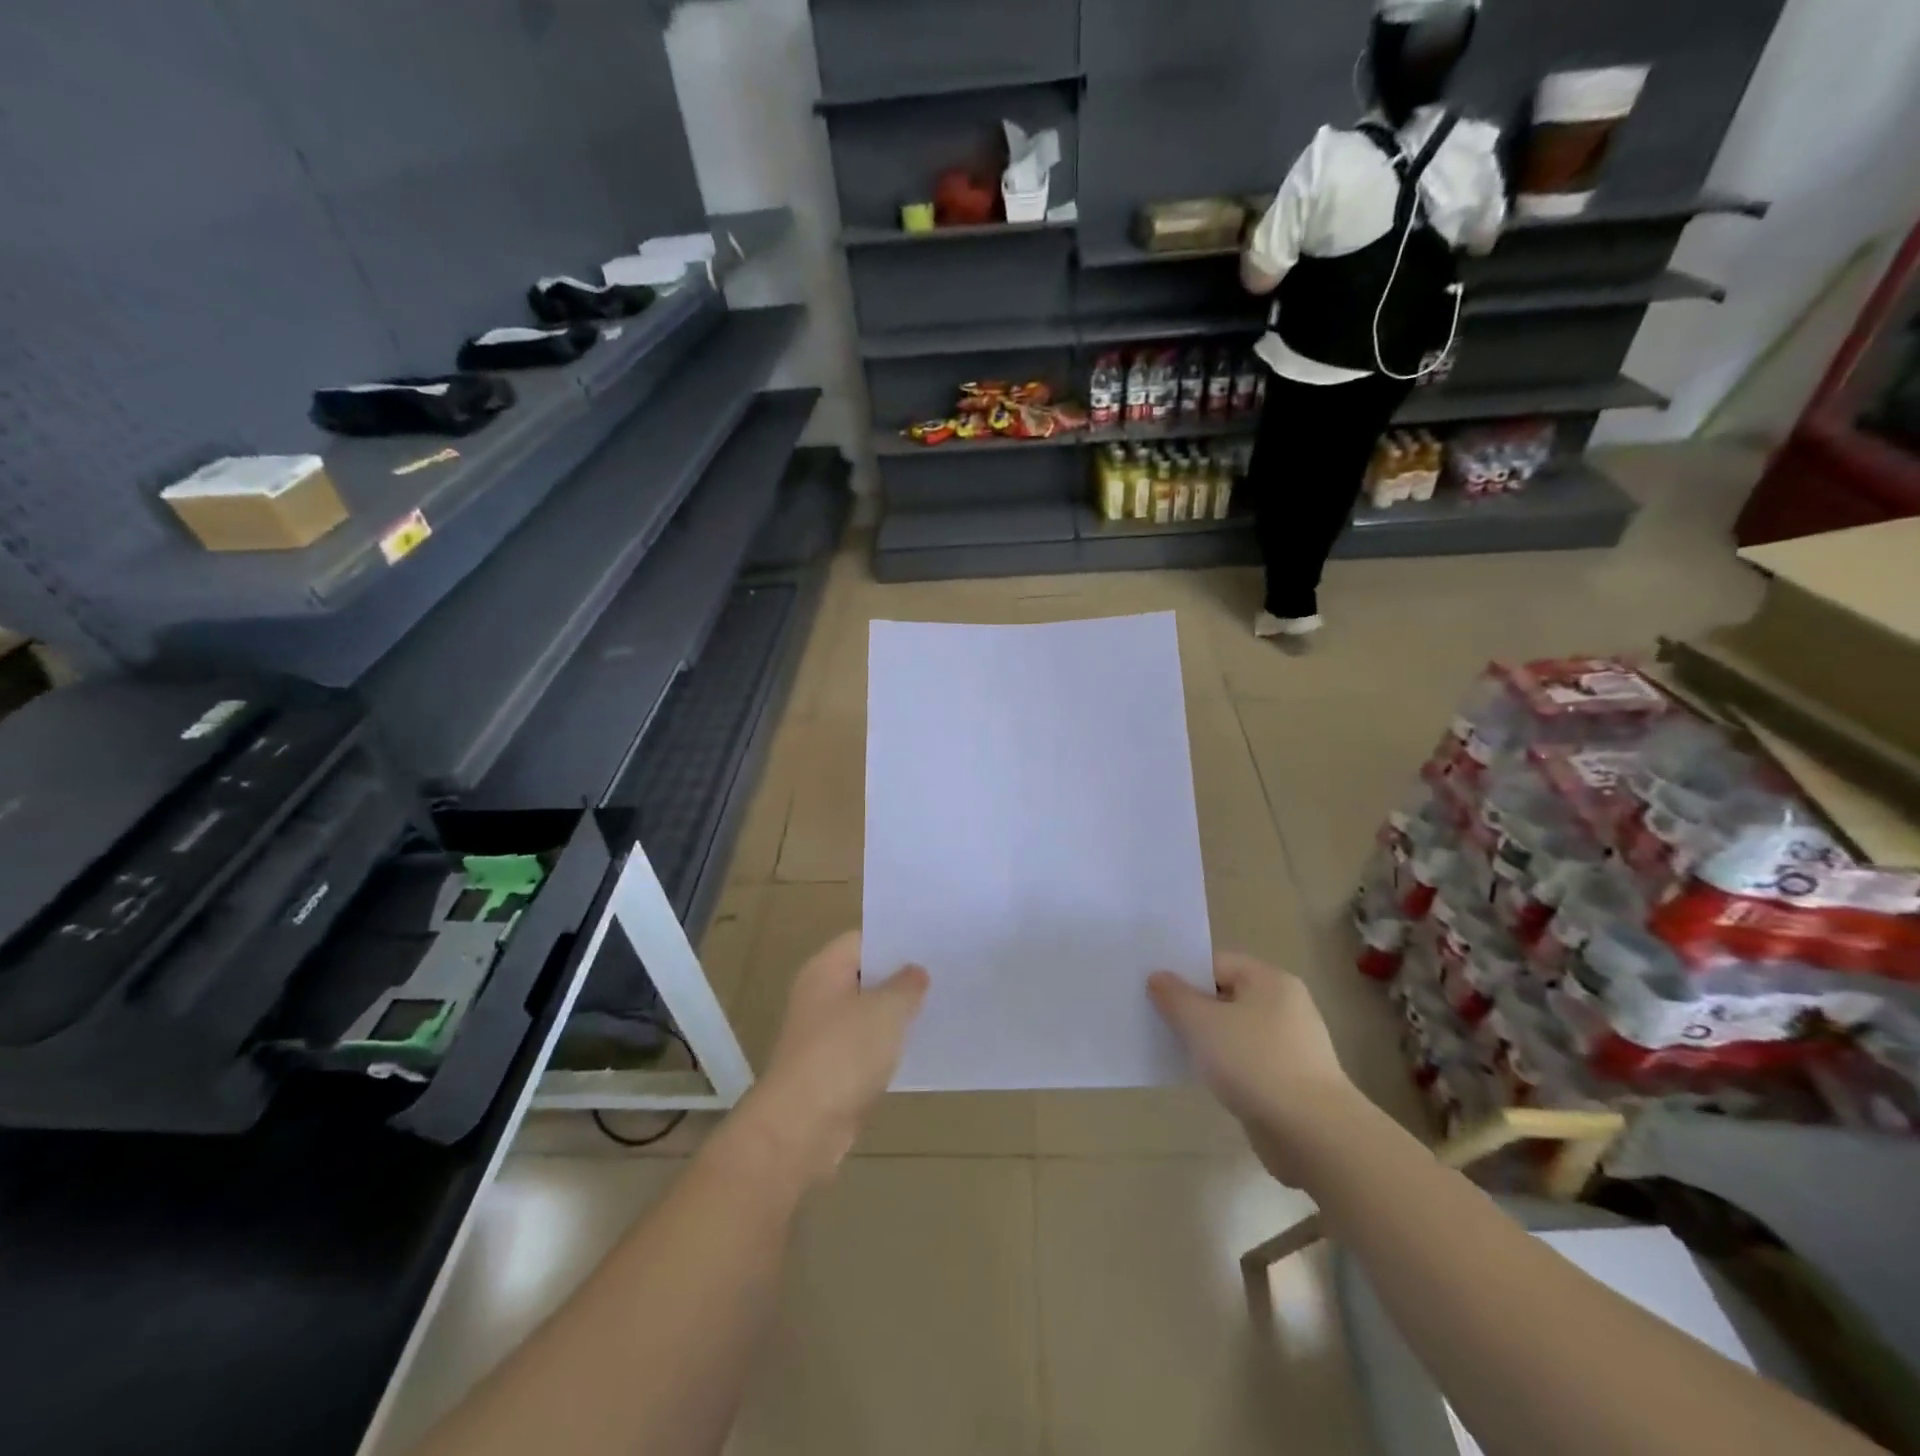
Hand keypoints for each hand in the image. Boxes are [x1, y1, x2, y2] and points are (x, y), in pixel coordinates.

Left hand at [742, 931, 927, 1186]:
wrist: (802, 1127)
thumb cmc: (844, 1053)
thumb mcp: (886, 1011)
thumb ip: (906, 985)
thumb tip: (915, 972)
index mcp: (825, 969)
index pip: (862, 939)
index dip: (895, 939)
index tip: (931, 944)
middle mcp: (819, 995)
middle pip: (864, 975)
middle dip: (900, 977)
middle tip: (942, 973)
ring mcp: (822, 1033)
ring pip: (866, 1013)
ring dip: (895, 1014)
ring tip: (938, 1006)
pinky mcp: (830, 1069)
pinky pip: (865, 1046)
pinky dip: (887, 1046)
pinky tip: (919, 1046)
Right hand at [1148, 951, 1363, 1185]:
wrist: (1312, 1134)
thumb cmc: (1254, 1063)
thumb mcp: (1202, 1023)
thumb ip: (1175, 997)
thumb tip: (1158, 977)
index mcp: (1270, 980)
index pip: (1217, 963)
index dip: (1183, 974)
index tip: (1152, 990)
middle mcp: (1285, 1005)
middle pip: (1226, 996)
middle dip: (1193, 1008)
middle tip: (1156, 1018)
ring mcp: (1291, 1044)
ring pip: (1235, 1031)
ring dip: (1208, 1040)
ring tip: (1174, 1048)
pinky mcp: (1290, 1080)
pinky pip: (1247, 1061)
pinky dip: (1226, 1066)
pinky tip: (1204, 1078)